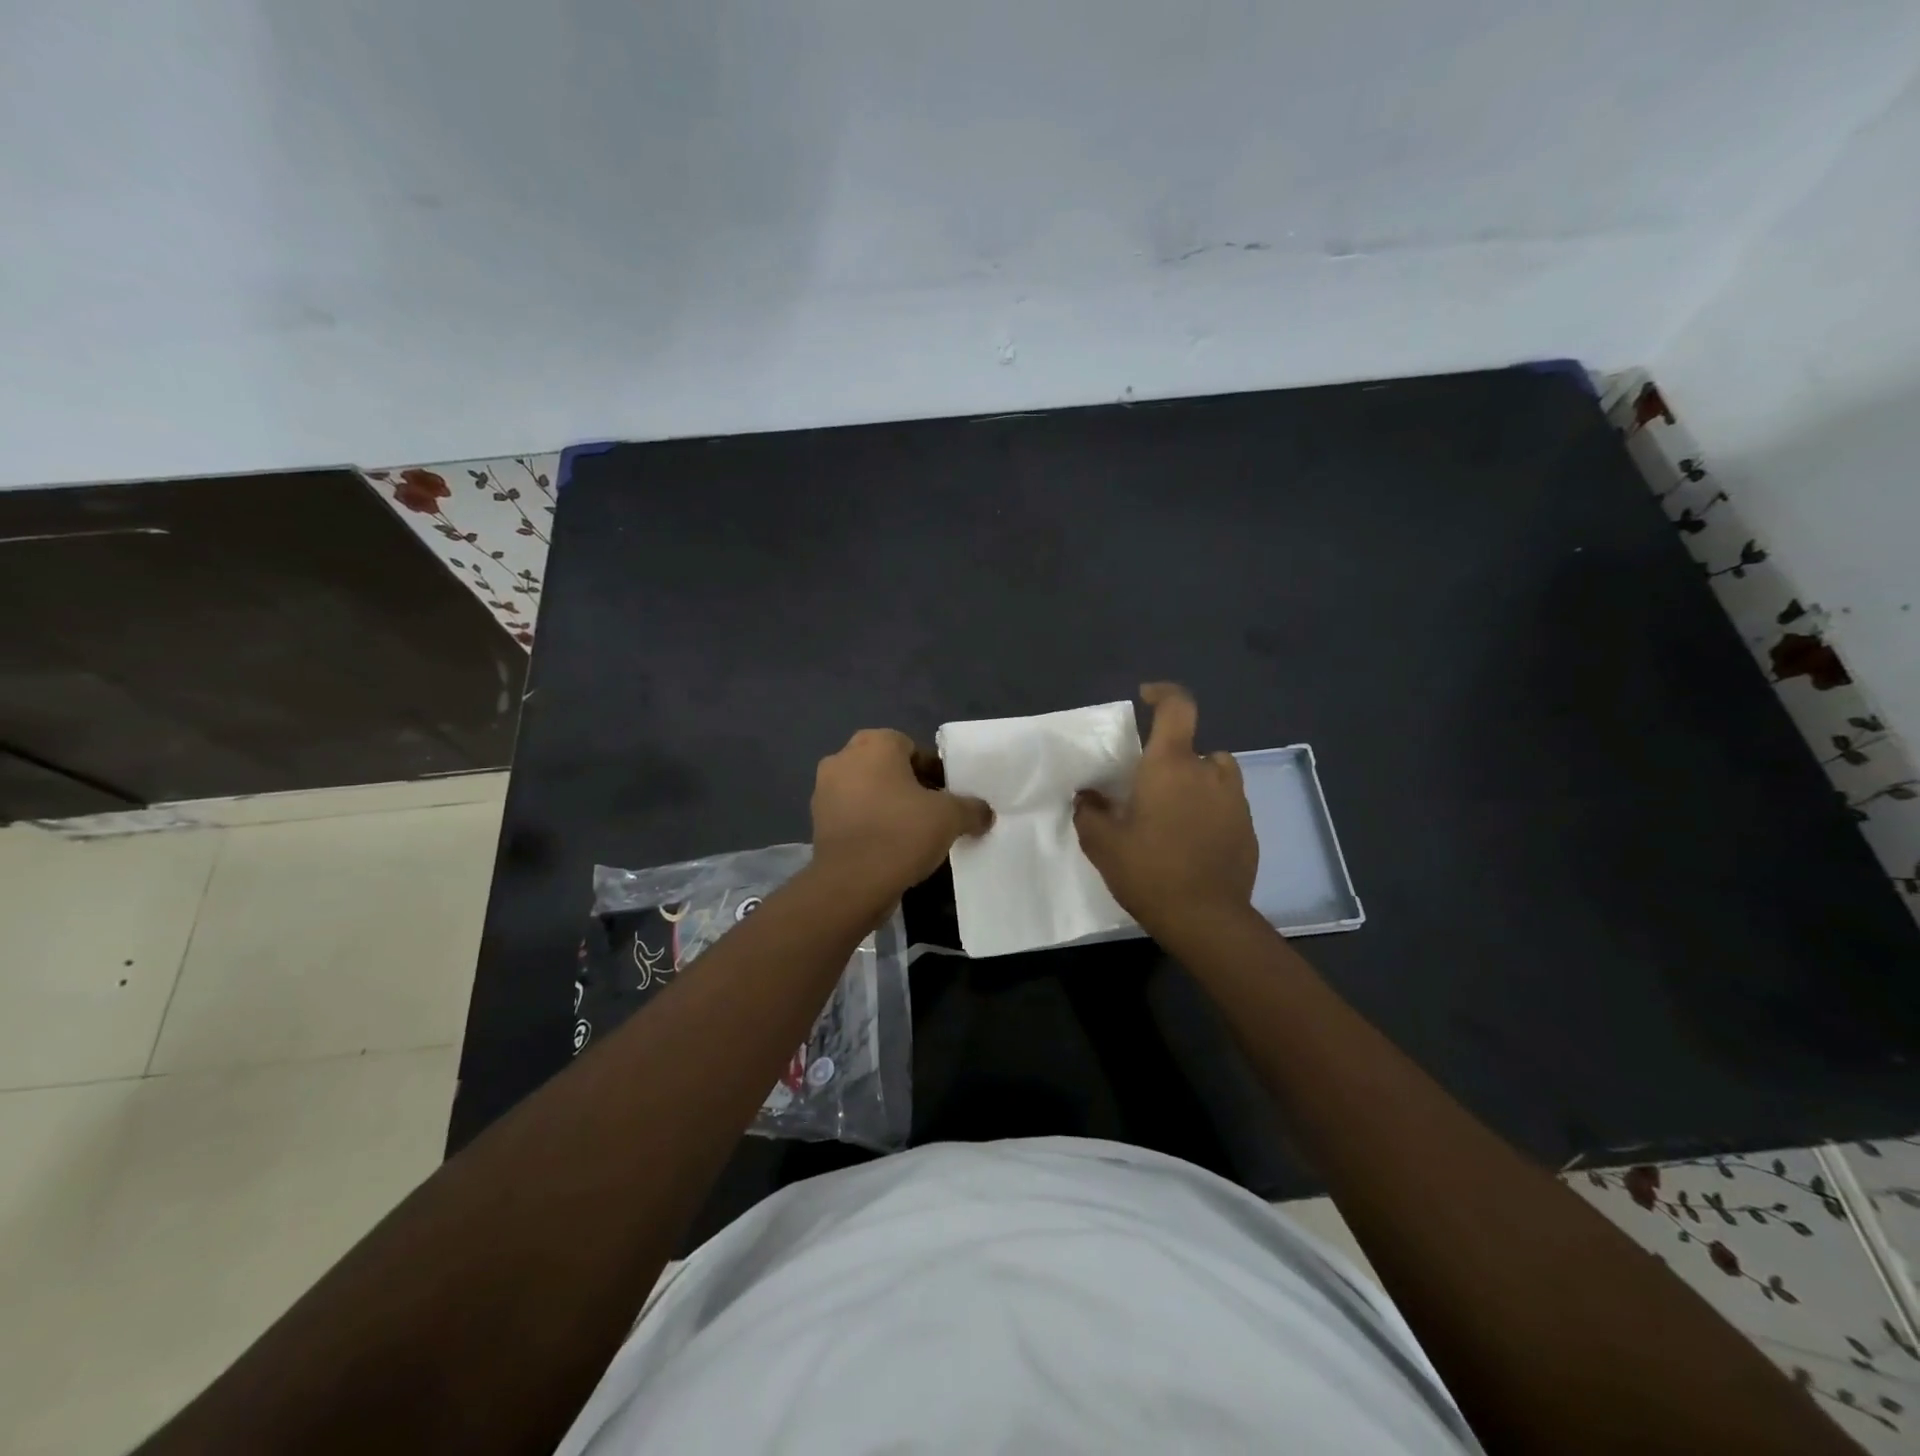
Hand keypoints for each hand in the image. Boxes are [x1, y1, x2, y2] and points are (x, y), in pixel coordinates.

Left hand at [811, 729, 993, 897]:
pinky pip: (853, 814)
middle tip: (933, 813)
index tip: (947, 796)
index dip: (933, 771)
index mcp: (874, 744)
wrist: (851, 884)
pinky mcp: (817, 821)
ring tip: (912, 834)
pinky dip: (870, 824)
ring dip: (888, 805)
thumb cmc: (901, 834)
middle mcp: (843, 758)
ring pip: (868, 791)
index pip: (911, 747)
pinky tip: (889, 847)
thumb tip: (984, 813)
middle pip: (887, 767)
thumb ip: (972, 808)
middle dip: (910, 787)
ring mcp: (824, 790)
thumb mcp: (950, 818)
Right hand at [1073, 683, 1257, 940]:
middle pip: (1192, 748)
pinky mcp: (1249, 828)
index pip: (1177, 707)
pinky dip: (1210, 812)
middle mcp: (1208, 773)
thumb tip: (1087, 796)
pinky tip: (1193, 843)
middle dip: (1170, 761)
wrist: (1206, 919)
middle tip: (1147, 791)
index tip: (1146, 696)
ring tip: (1174, 814)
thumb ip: (1089, 812)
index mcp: (1171, 766)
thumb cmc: (1149, 872)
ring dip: (1196, 783)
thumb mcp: (1103, 844)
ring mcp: (1235, 800)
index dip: (1163, 693)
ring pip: (1214, 775)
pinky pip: (1226, 805)